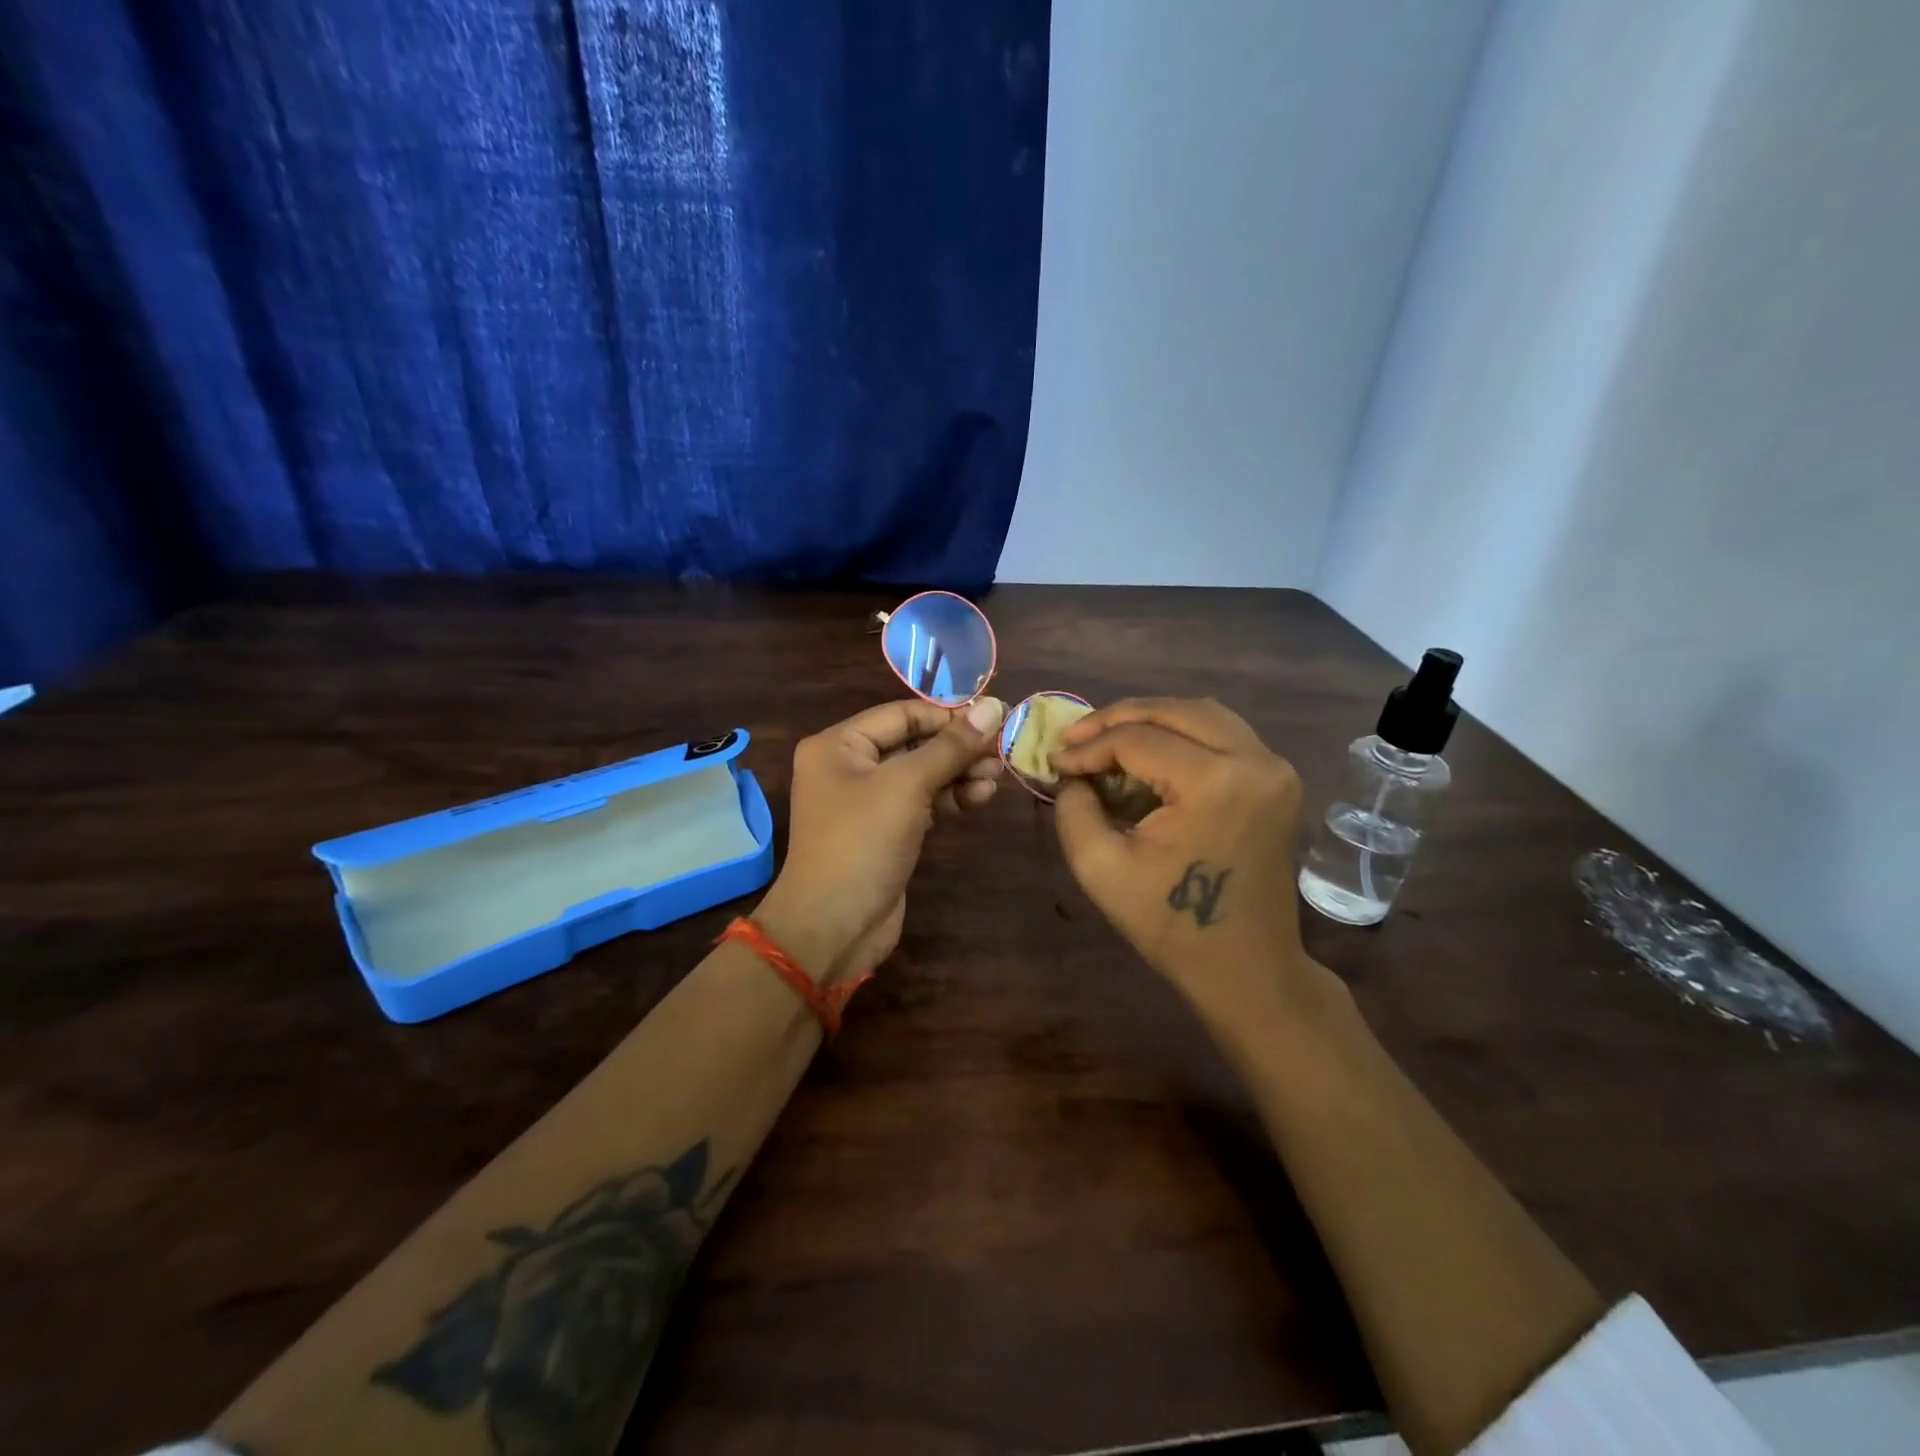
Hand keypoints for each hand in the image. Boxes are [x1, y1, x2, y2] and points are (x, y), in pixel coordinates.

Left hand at [756, 697, 1006, 983]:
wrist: (834, 926)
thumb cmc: (862, 842)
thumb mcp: (907, 785)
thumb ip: (951, 746)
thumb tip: (994, 705)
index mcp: (838, 744)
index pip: (902, 714)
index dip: (948, 715)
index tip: (994, 718)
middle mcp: (848, 767)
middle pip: (913, 744)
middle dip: (957, 747)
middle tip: (1001, 751)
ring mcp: (866, 802)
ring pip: (921, 775)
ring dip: (959, 773)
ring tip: (998, 774)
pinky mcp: (885, 832)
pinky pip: (921, 803)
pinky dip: (949, 798)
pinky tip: (981, 796)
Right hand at [1050, 697, 1338, 1021]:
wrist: (1247, 969)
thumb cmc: (1171, 926)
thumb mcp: (1100, 868)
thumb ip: (1073, 807)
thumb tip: (1072, 771)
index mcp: (1216, 783)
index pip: (1138, 739)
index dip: (1089, 746)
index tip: (1055, 760)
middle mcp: (1255, 761)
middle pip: (1174, 710)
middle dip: (1117, 718)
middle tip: (1074, 737)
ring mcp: (1275, 768)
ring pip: (1202, 713)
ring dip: (1151, 719)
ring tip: (1107, 740)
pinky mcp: (1277, 779)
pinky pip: (1222, 734)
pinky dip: (1180, 734)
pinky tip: (1148, 755)